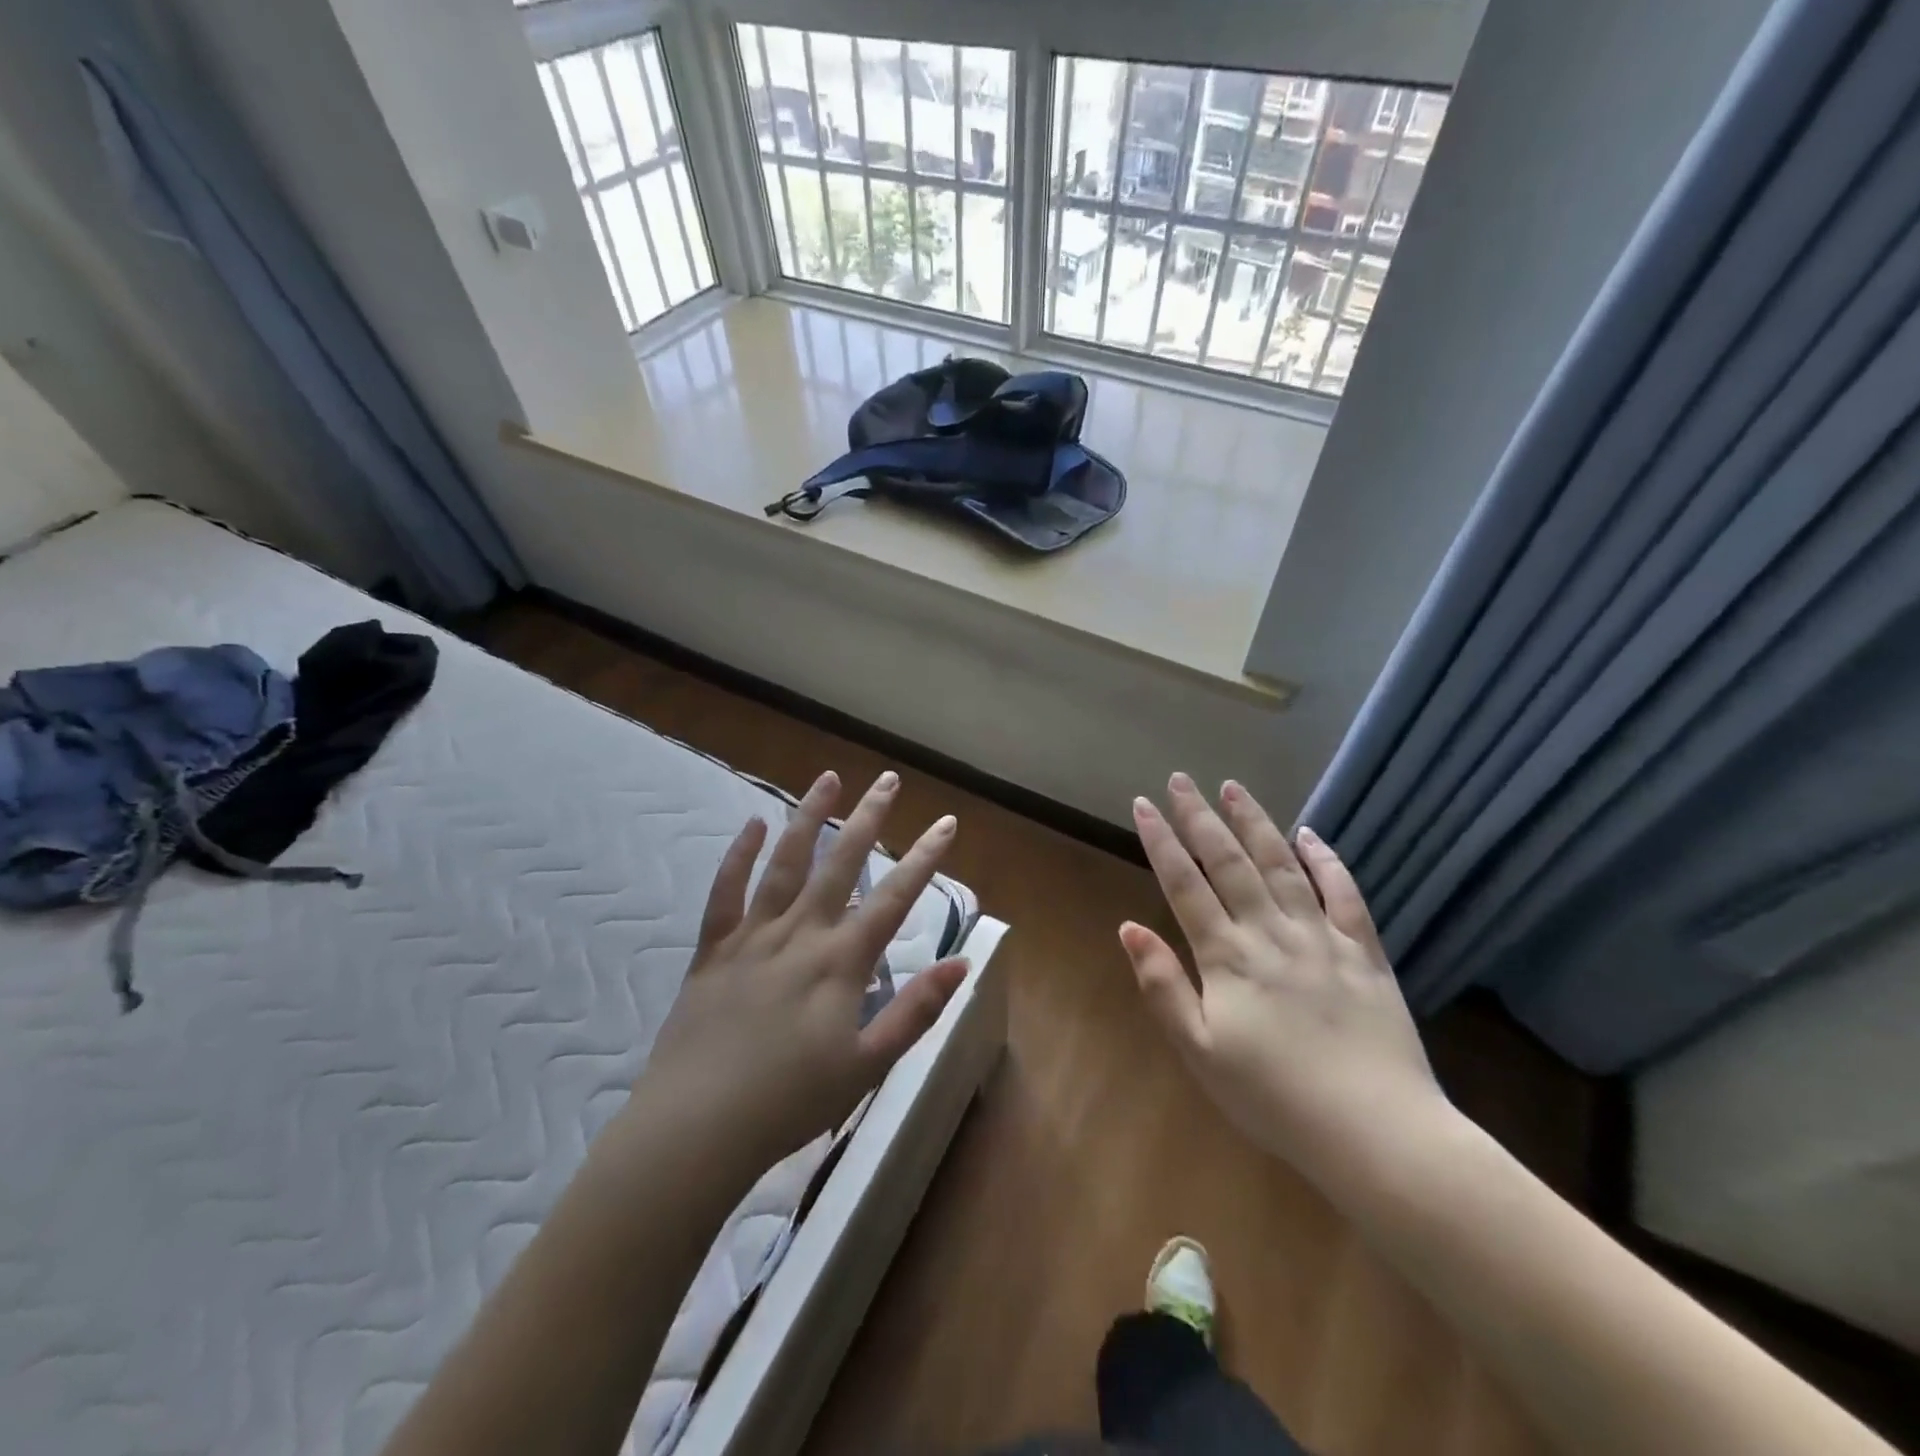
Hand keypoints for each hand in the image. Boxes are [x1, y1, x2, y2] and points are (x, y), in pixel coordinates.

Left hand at [634, 769, 967, 1180]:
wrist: (696, 1128)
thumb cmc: (791, 1103)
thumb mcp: (867, 1066)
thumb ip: (916, 1011)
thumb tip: (962, 962)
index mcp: (841, 963)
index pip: (894, 898)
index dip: (924, 859)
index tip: (946, 823)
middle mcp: (800, 934)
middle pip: (840, 864)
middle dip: (869, 818)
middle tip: (888, 779)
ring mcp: (753, 936)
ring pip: (785, 863)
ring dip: (809, 818)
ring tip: (828, 779)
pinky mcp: (713, 949)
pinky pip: (725, 893)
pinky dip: (738, 856)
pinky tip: (751, 824)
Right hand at [1121, 773, 1449, 1192]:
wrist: (1377, 1133)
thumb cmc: (1274, 1099)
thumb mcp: (1199, 1052)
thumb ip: (1163, 987)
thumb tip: (1128, 929)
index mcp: (1227, 956)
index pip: (1185, 884)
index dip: (1161, 842)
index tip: (1143, 804)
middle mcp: (1270, 932)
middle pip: (1229, 862)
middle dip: (1200, 817)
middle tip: (1180, 779)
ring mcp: (1321, 937)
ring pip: (1281, 865)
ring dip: (1255, 823)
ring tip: (1233, 787)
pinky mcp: (1363, 951)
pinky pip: (1344, 893)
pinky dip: (1326, 860)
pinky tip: (1310, 835)